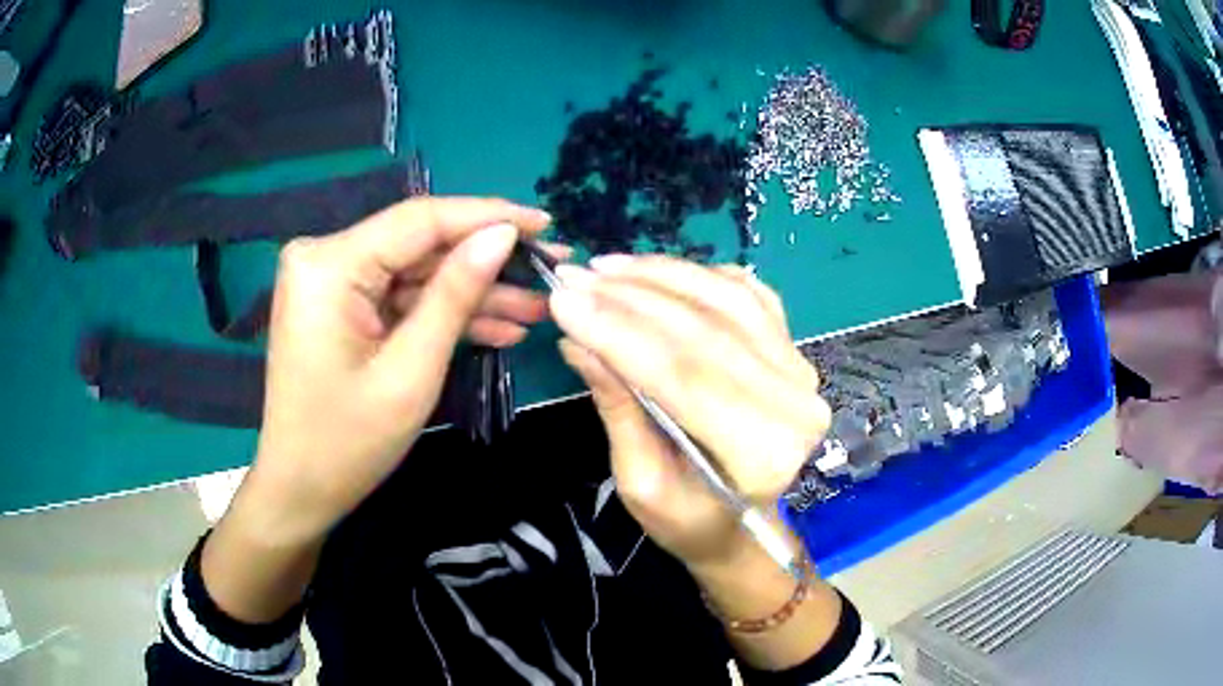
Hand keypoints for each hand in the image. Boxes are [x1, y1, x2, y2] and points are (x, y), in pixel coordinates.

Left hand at [248, 197, 552, 538]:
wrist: (301, 489)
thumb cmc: (348, 443)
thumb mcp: (411, 372)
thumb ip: (455, 295)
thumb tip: (502, 235)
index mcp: (330, 265)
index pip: (420, 219)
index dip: (488, 216)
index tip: (544, 222)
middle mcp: (324, 257)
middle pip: (420, 244)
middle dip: (487, 261)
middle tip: (550, 269)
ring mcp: (330, 280)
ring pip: (416, 273)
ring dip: (473, 293)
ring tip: (536, 308)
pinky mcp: (339, 303)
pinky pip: (400, 297)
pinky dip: (442, 313)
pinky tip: (497, 327)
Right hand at [549, 255, 828, 568]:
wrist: (744, 524)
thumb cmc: (691, 520)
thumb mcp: (641, 484)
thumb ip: (618, 409)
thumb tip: (578, 341)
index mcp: (762, 453)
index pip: (681, 375)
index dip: (617, 331)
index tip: (562, 299)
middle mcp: (793, 402)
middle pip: (704, 330)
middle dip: (629, 297)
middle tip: (572, 277)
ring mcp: (799, 367)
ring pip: (725, 299)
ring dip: (659, 275)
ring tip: (604, 268)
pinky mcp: (792, 346)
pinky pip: (744, 292)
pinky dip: (696, 274)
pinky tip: (653, 271)